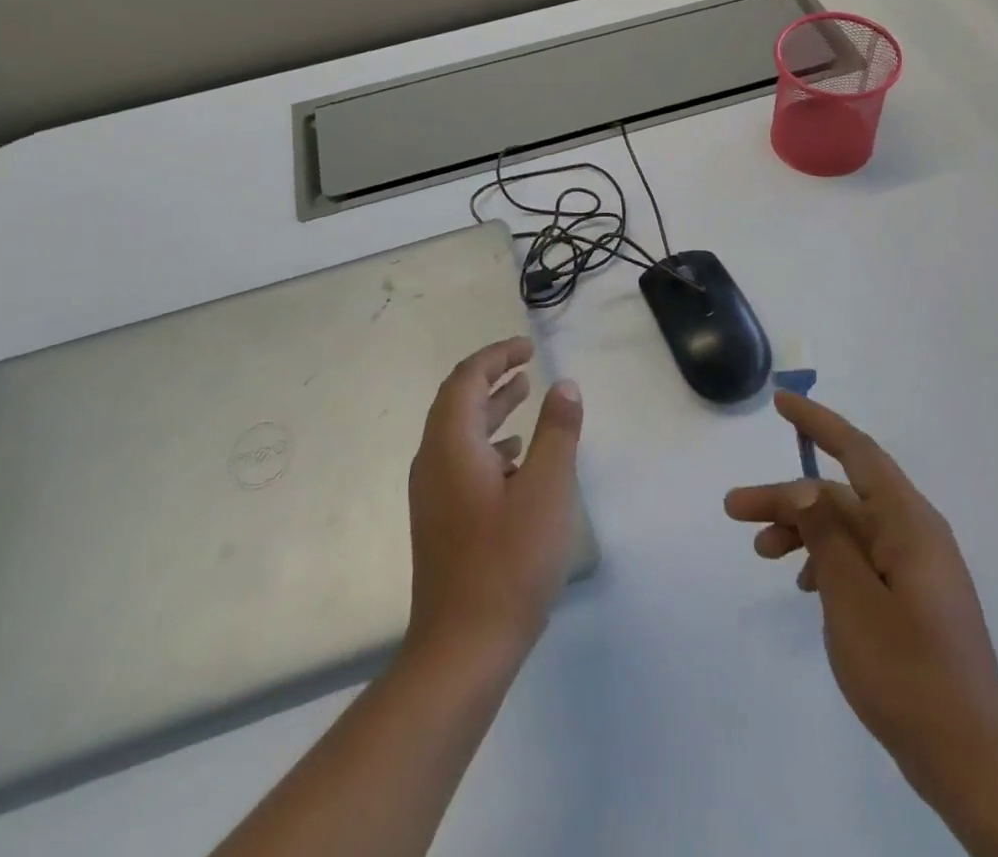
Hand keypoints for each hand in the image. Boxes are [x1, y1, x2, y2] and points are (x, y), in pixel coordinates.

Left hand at [406, 337, 584, 664]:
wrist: (461, 650)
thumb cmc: (508, 562)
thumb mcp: (547, 489)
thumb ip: (557, 431)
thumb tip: (564, 385)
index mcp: (451, 445)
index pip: (467, 379)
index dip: (496, 356)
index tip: (527, 347)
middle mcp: (433, 461)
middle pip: (457, 400)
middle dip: (492, 376)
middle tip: (526, 363)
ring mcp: (433, 494)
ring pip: (459, 432)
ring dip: (491, 409)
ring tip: (526, 395)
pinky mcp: (440, 520)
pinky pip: (462, 460)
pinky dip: (489, 443)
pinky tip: (517, 457)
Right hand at [724, 393, 997, 812]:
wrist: (972, 762)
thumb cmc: (908, 672)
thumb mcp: (852, 598)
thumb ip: (826, 535)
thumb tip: (805, 486)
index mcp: (909, 523)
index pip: (858, 451)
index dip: (817, 422)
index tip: (780, 402)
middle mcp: (915, 534)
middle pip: (841, 495)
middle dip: (788, 497)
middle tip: (735, 509)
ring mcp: (916, 568)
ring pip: (847, 527)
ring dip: (802, 531)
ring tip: (762, 552)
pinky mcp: (912, 598)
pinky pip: (860, 558)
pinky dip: (826, 560)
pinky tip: (804, 586)